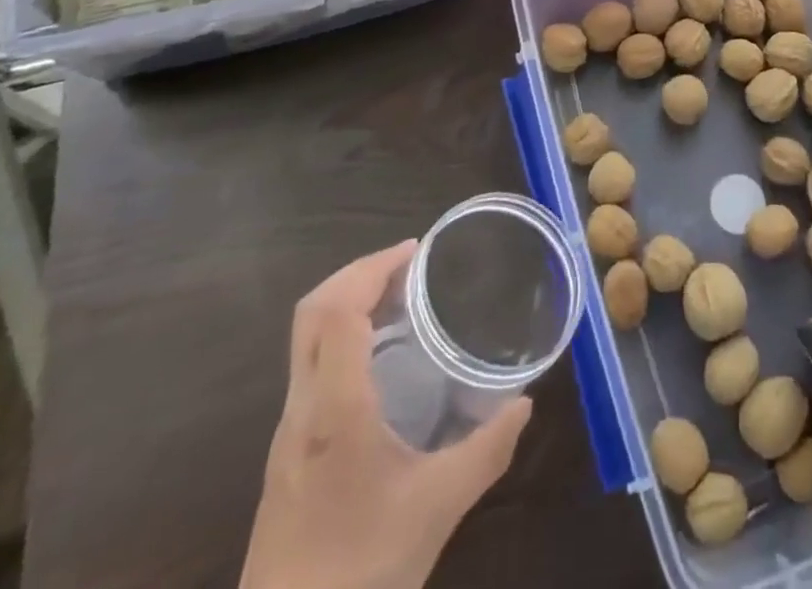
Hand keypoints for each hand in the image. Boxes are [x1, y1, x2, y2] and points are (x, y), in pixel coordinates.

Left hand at [239, 242, 532, 588]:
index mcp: (335, 409)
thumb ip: (488, 450)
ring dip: (349, 304)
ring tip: (403, 302)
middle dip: (359, 274)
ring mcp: (288, 434)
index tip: (417, 253)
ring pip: (307, 340)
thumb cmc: (361, 572)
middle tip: (411, 267)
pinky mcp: (287, 456)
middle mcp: (302, 410)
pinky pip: (310, 368)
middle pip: (313, 313)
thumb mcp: (438, 508)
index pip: (337, 311)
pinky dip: (343, 339)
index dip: (373, 268)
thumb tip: (524, 403)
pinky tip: (382, 363)